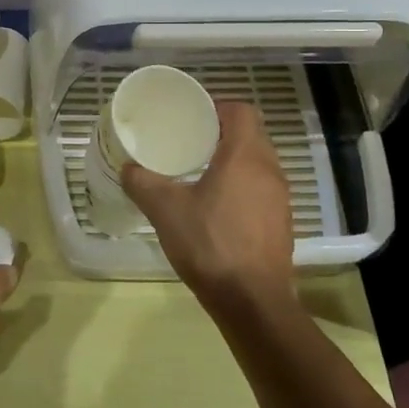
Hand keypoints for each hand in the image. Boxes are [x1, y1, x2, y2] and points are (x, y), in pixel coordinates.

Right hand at [121, 101, 294, 314]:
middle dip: (223, 132)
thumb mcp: (165, 210)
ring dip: (234, 160)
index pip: (242, 111)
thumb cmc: (209, 244)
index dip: (218, 107)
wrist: (251, 301)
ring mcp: (280, 198)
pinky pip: (262, 189)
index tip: (193, 117)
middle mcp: (269, 170)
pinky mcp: (281, 223)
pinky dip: (242, 186)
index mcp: (245, 156)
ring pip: (259, 163)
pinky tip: (217, 206)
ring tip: (201, 171)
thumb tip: (127, 168)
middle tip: (191, 141)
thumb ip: (142, 183)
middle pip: (252, 134)